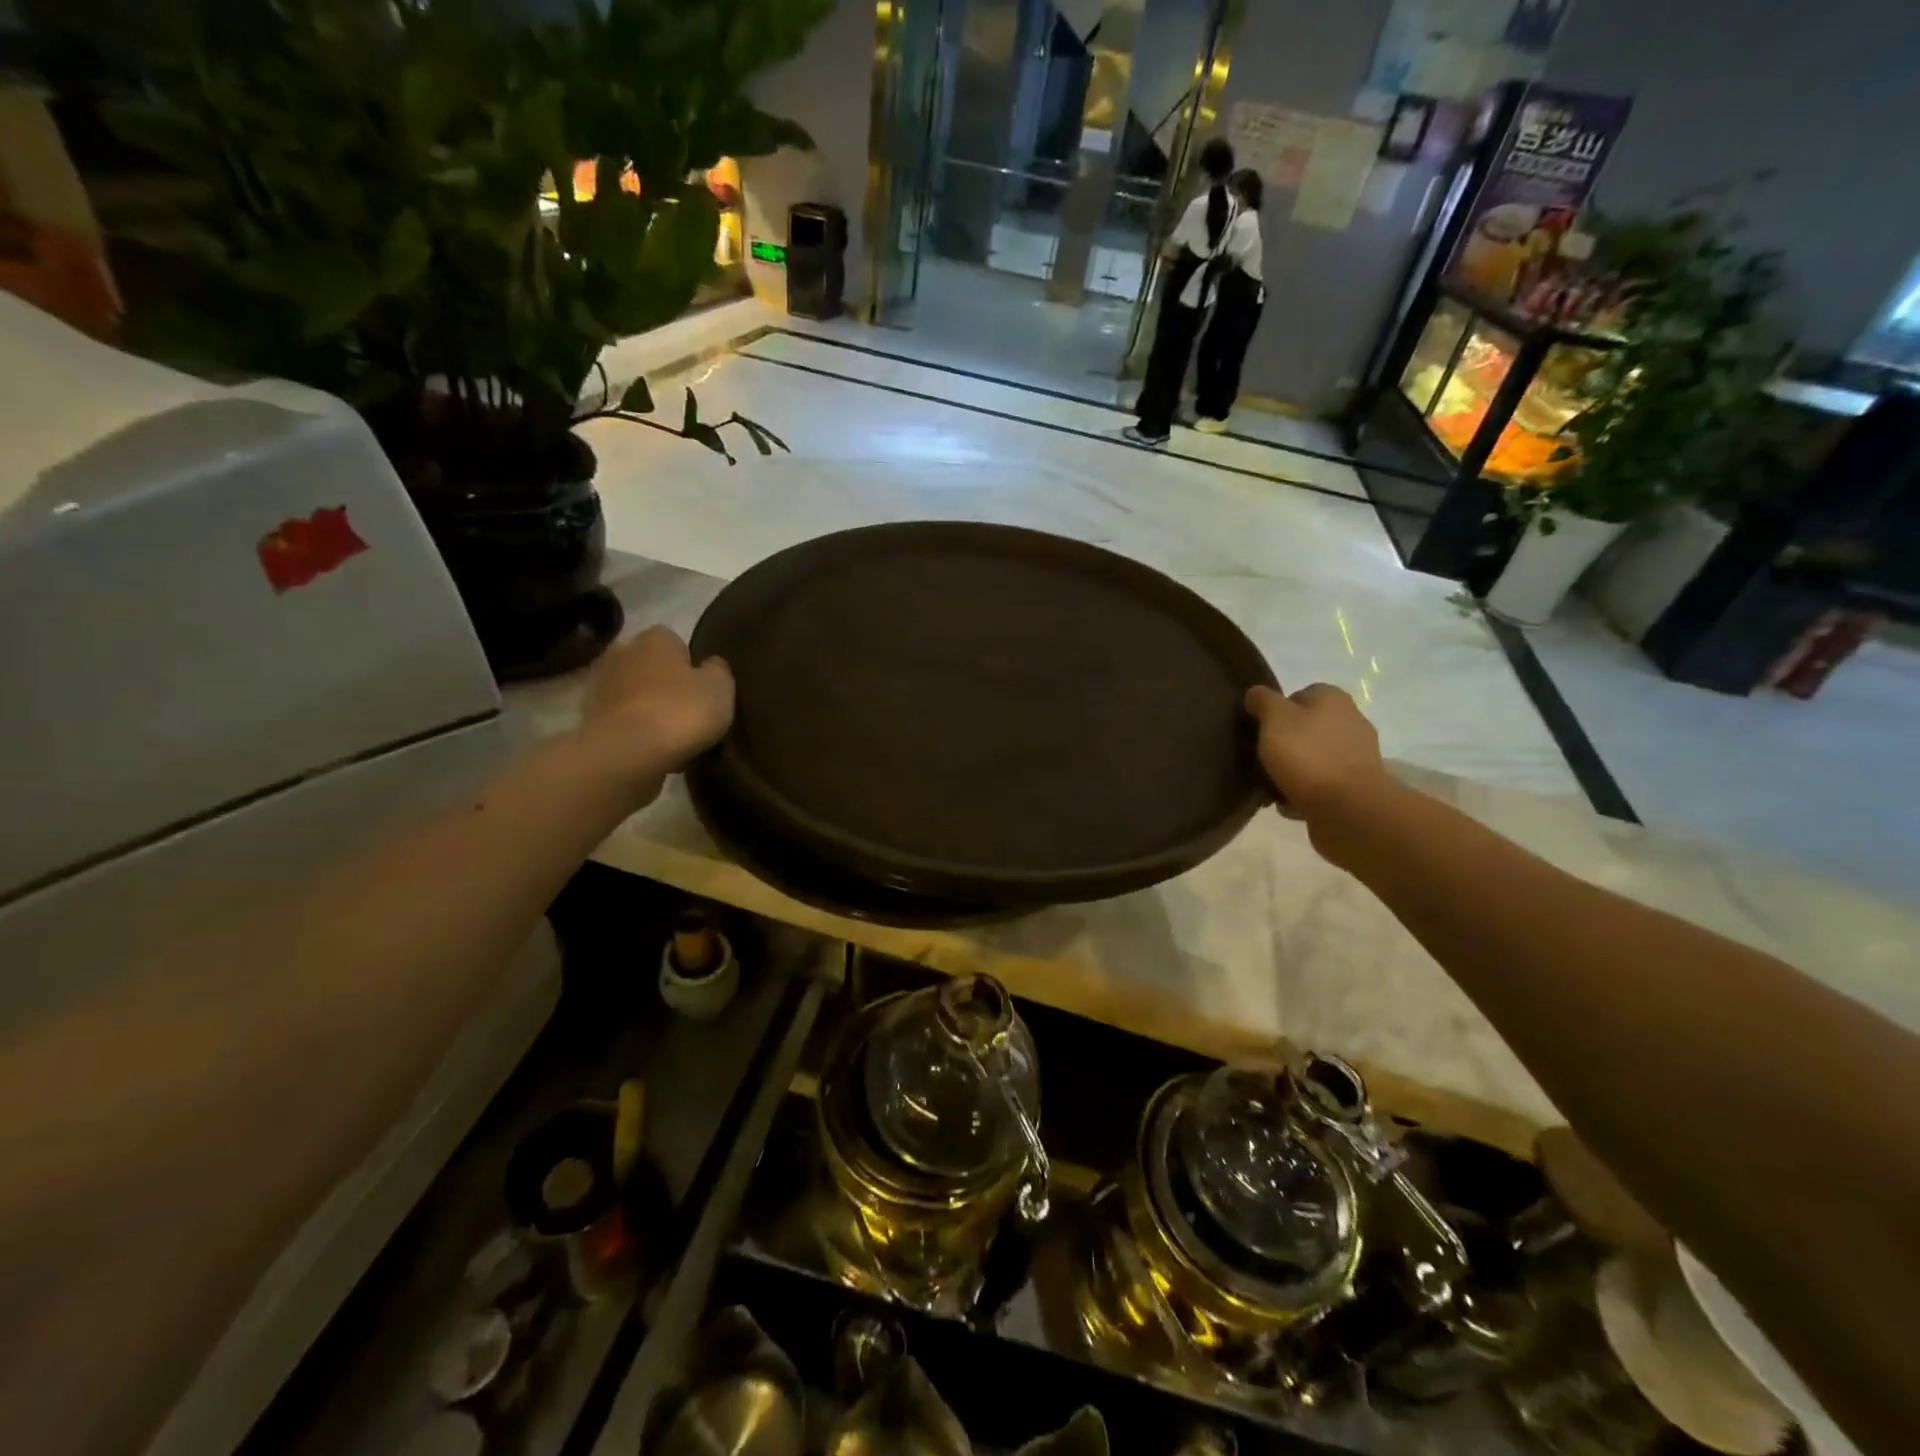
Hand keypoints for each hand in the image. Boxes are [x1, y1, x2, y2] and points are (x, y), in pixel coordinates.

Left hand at [580, 627, 734, 788]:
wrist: (627, 753)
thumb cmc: (680, 711)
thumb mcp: (720, 688)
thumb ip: (718, 670)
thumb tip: (711, 664)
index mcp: (656, 639)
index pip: (674, 641)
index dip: (688, 663)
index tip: (700, 687)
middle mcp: (622, 652)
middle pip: (648, 665)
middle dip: (663, 683)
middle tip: (685, 710)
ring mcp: (600, 686)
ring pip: (632, 693)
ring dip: (646, 707)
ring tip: (669, 735)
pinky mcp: (588, 719)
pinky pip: (620, 721)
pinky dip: (633, 731)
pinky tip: (651, 750)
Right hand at [1244, 683, 1388, 830]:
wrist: (1347, 808)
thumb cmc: (1308, 756)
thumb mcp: (1275, 720)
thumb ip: (1263, 701)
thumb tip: (1256, 693)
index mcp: (1333, 699)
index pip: (1298, 695)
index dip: (1275, 711)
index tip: (1258, 730)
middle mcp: (1350, 721)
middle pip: (1305, 728)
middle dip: (1283, 743)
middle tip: (1260, 759)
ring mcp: (1355, 756)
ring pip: (1312, 757)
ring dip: (1292, 770)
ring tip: (1270, 786)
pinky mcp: (1355, 787)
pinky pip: (1320, 784)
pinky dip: (1304, 792)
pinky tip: (1288, 803)